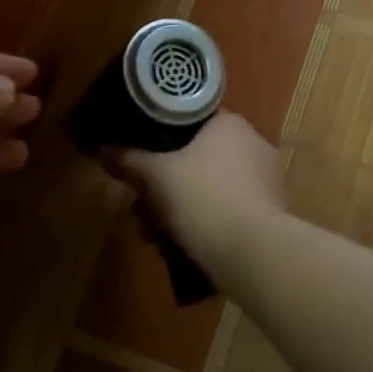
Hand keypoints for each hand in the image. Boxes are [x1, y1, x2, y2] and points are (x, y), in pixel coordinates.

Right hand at [108, 111, 283, 280]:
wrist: (251, 252)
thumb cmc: (202, 198)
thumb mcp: (154, 176)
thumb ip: (128, 160)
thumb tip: (103, 149)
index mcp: (230, 125)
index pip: (190, 119)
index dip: (159, 135)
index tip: (140, 155)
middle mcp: (253, 145)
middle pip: (195, 158)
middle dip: (163, 184)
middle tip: (139, 204)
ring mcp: (265, 181)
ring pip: (208, 188)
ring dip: (176, 208)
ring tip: (151, 233)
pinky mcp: (269, 214)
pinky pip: (225, 210)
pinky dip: (201, 223)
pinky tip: (177, 245)